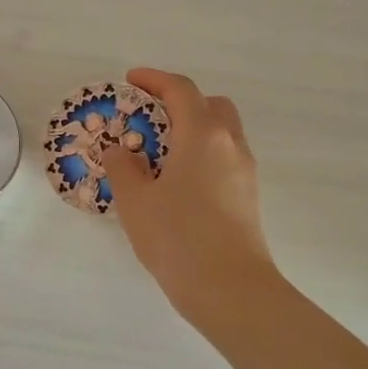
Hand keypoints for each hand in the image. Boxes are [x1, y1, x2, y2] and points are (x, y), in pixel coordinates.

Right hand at [102, 68, 278, 321]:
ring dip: (193, 129)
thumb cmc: (178, 238)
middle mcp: (229, 144)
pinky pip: (225, 157)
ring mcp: (244, 170)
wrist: (230, 289)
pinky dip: (202, 154)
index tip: (131, 81)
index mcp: (202, 135)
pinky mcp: (248, 195)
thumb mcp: (136, 201)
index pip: (180, 90)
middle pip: (210, 105)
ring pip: (222, 132)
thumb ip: (123, 168)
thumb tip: (120, 150)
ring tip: (160, 154)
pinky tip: (179, 182)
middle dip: (180, 102)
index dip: (154, 80)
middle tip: (149, 118)